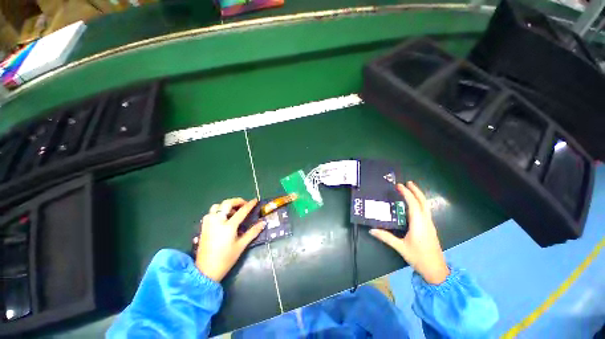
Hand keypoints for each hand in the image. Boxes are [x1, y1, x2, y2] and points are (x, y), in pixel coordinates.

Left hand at [195, 198, 265, 281]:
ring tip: (233, 211)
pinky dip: (218, 211)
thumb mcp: (241, 246)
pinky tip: (223, 218)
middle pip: (227, 203)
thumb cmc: (226, 259)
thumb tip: (263, 223)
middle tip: (244, 205)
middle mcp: (217, 221)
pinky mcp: (203, 226)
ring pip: (217, 206)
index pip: (242, 211)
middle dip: (237, 201)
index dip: (250, 205)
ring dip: (226, 205)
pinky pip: (211, 213)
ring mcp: (209, 223)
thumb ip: (253, 232)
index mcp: (228, 226)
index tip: (255, 200)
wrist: (205, 271)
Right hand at [370, 182, 449, 283]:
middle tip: (407, 182)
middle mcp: (426, 222)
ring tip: (411, 189)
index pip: (413, 204)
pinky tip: (414, 205)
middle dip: (416, 191)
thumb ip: (386, 237)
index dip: (406, 193)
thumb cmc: (419, 258)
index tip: (399, 185)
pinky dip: (420, 203)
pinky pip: (425, 211)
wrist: (437, 270)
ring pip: (426, 206)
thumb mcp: (401, 248)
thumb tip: (372, 230)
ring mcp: (430, 225)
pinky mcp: (430, 228)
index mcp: (419, 224)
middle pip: (423, 202)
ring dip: (419, 196)